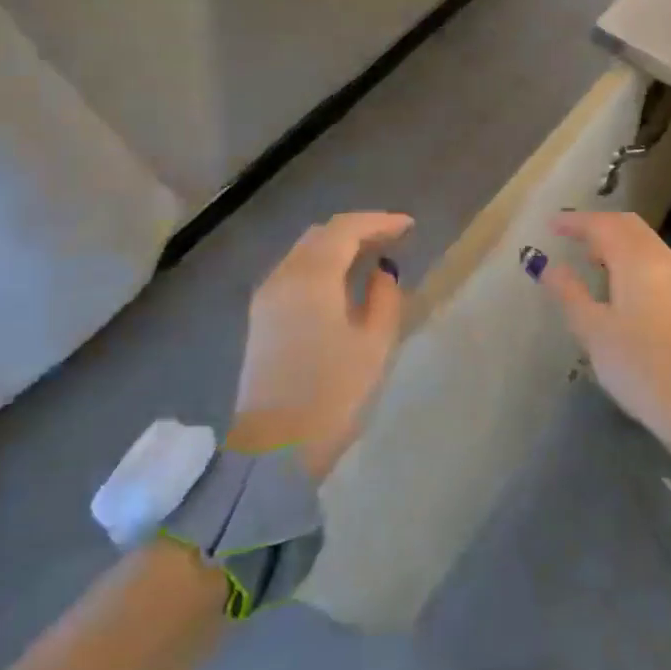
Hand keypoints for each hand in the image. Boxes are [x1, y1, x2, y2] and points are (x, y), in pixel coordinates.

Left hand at [229, 211, 412, 481]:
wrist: (274, 448)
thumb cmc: (332, 393)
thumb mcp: (374, 345)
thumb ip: (384, 298)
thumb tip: (382, 272)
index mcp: (311, 277)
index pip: (346, 229)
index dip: (379, 221)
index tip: (409, 226)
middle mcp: (283, 276)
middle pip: (320, 234)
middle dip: (357, 229)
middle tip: (391, 237)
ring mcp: (266, 297)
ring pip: (304, 252)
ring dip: (337, 246)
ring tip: (370, 255)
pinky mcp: (261, 318)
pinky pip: (293, 272)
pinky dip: (320, 264)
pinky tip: (340, 281)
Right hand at [536, 212, 670, 462]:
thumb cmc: (640, 367)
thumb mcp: (594, 331)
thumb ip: (570, 293)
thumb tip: (550, 266)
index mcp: (639, 261)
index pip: (604, 225)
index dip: (576, 221)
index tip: (551, 224)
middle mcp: (665, 260)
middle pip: (629, 226)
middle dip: (598, 225)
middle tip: (570, 236)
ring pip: (646, 243)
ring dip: (617, 241)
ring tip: (591, 258)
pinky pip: (657, 261)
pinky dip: (633, 258)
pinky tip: (620, 282)